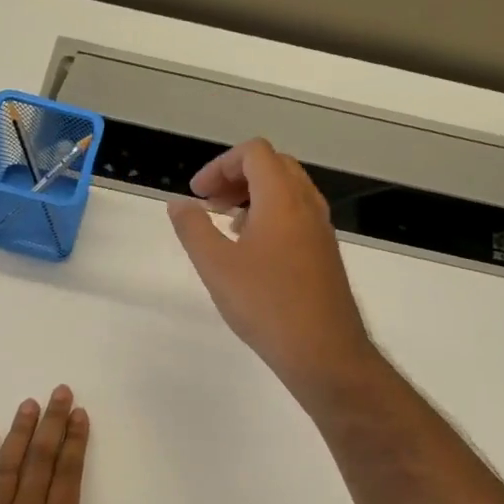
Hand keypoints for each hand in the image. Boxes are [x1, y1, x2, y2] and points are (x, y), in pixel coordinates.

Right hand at [167, 139, 376, 396]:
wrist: (323, 351)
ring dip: (254, 196)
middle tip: (210, 205)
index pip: (254, 153)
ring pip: (288, 191)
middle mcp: (307, 205)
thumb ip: (193, 228)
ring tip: (227, 226)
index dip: (220, 165)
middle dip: (237, 177)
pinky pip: (297, 215)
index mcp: (282, 198)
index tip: (198, 195)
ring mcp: (321, 229)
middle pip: (273, 166)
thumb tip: (178, 203)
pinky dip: (271, 216)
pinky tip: (252, 252)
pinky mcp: (325, 253)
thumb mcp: (216, 266)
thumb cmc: (265, 304)